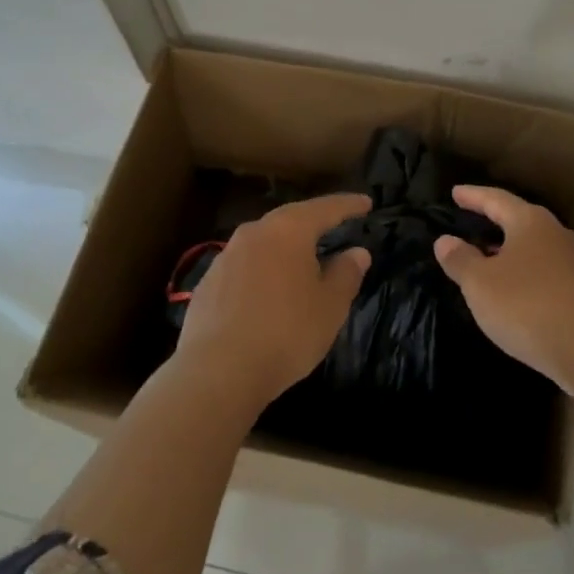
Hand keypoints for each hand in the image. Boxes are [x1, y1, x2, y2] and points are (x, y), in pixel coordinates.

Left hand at [174, 193, 372, 408]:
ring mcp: (225, 257)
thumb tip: (357, 252)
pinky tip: (269, 290)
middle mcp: (254, 233)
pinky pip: (244, 267)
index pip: (325, 209)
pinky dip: (263, 271)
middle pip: (289, 219)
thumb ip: (346, 274)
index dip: (348, 205)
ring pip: (263, 242)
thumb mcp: (330, 306)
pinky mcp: (207, 284)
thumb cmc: (286, 332)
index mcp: (288, 231)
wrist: (218, 370)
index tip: (366, 203)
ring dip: (285, 247)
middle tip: (334, 223)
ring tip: (302, 257)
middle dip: (313, 221)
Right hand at [433, 185, 573, 393]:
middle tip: (470, 220)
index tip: (455, 193)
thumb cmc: (526, 306)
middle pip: (519, 219)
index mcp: (530, 222)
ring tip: (487, 256)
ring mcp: (573, 262)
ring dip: (509, 249)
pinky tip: (512, 289)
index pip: (496, 199)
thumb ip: (461, 259)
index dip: (473, 196)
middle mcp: (555, 234)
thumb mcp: (480, 283)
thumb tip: (445, 240)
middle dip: (494, 220)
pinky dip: (523, 272)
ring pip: (533, 246)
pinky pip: (544, 271)